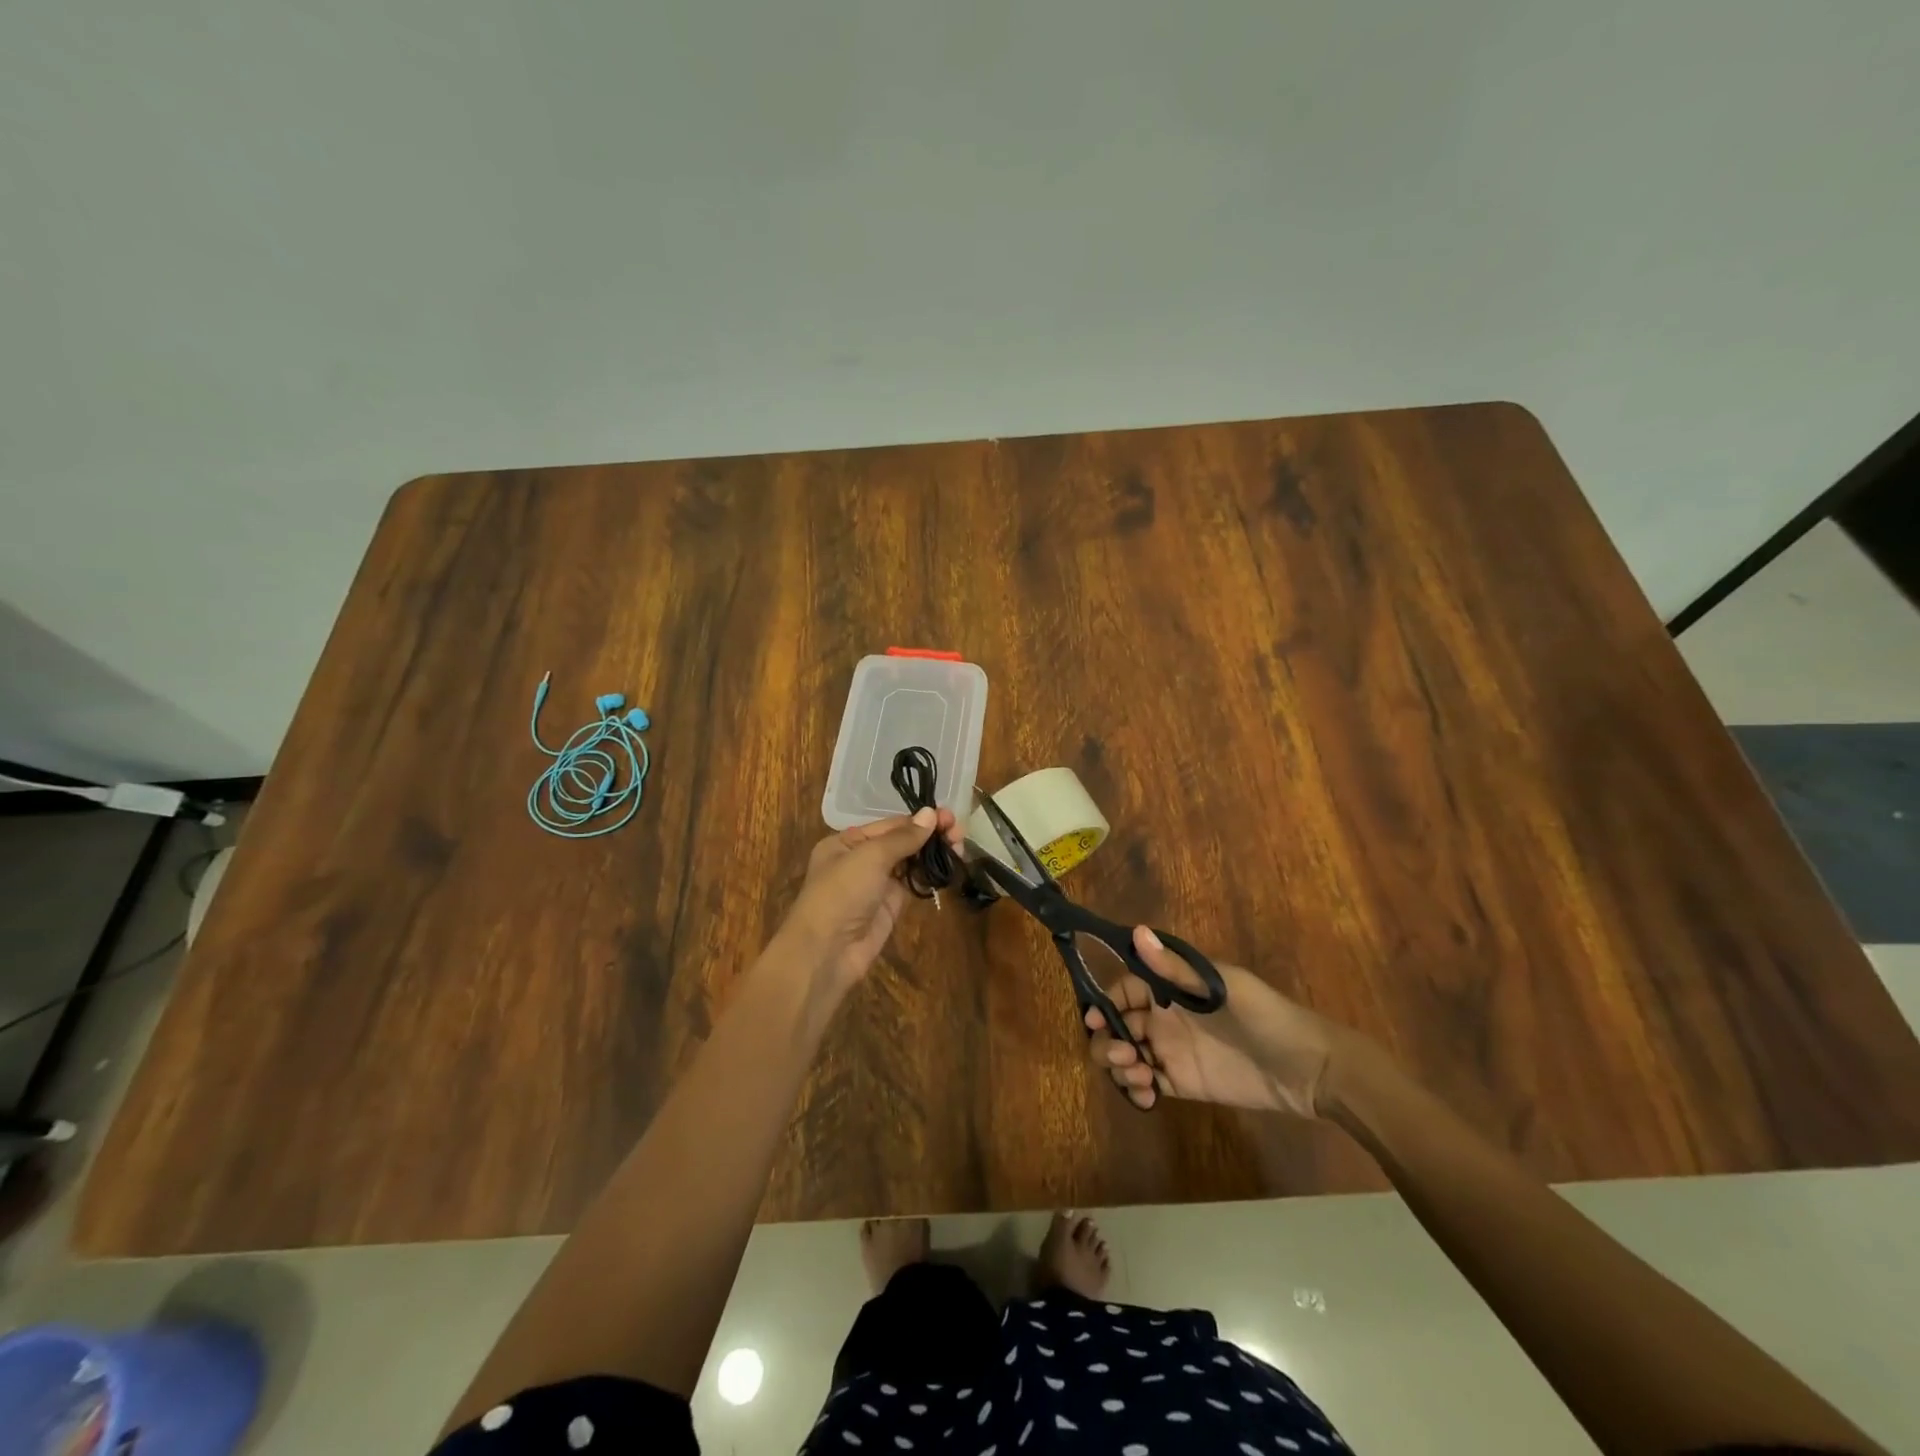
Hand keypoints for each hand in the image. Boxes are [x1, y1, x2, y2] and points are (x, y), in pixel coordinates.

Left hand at [778, 807, 965, 993]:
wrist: (827, 952)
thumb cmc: (842, 893)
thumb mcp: (870, 857)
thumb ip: (903, 837)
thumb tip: (931, 814)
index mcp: (847, 842)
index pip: (890, 824)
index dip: (919, 820)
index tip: (949, 816)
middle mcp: (861, 859)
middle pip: (902, 841)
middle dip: (930, 835)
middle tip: (959, 834)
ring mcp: (877, 883)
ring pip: (910, 862)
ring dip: (933, 853)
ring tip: (960, 848)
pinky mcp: (891, 905)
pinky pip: (913, 883)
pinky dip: (930, 874)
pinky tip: (950, 867)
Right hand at [1084, 927, 1367, 1115]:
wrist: (1308, 1069)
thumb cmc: (1265, 1016)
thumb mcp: (1221, 987)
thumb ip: (1175, 968)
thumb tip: (1136, 932)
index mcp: (1172, 988)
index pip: (1125, 989)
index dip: (1105, 1002)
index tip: (1094, 1019)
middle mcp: (1166, 1017)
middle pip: (1119, 1024)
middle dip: (1108, 1039)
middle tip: (1122, 1056)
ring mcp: (1172, 1051)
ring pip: (1128, 1055)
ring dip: (1120, 1065)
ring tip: (1139, 1076)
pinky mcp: (1183, 1083)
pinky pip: (1147, 1084)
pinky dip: (1137, 1090)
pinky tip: (1147, 1097)